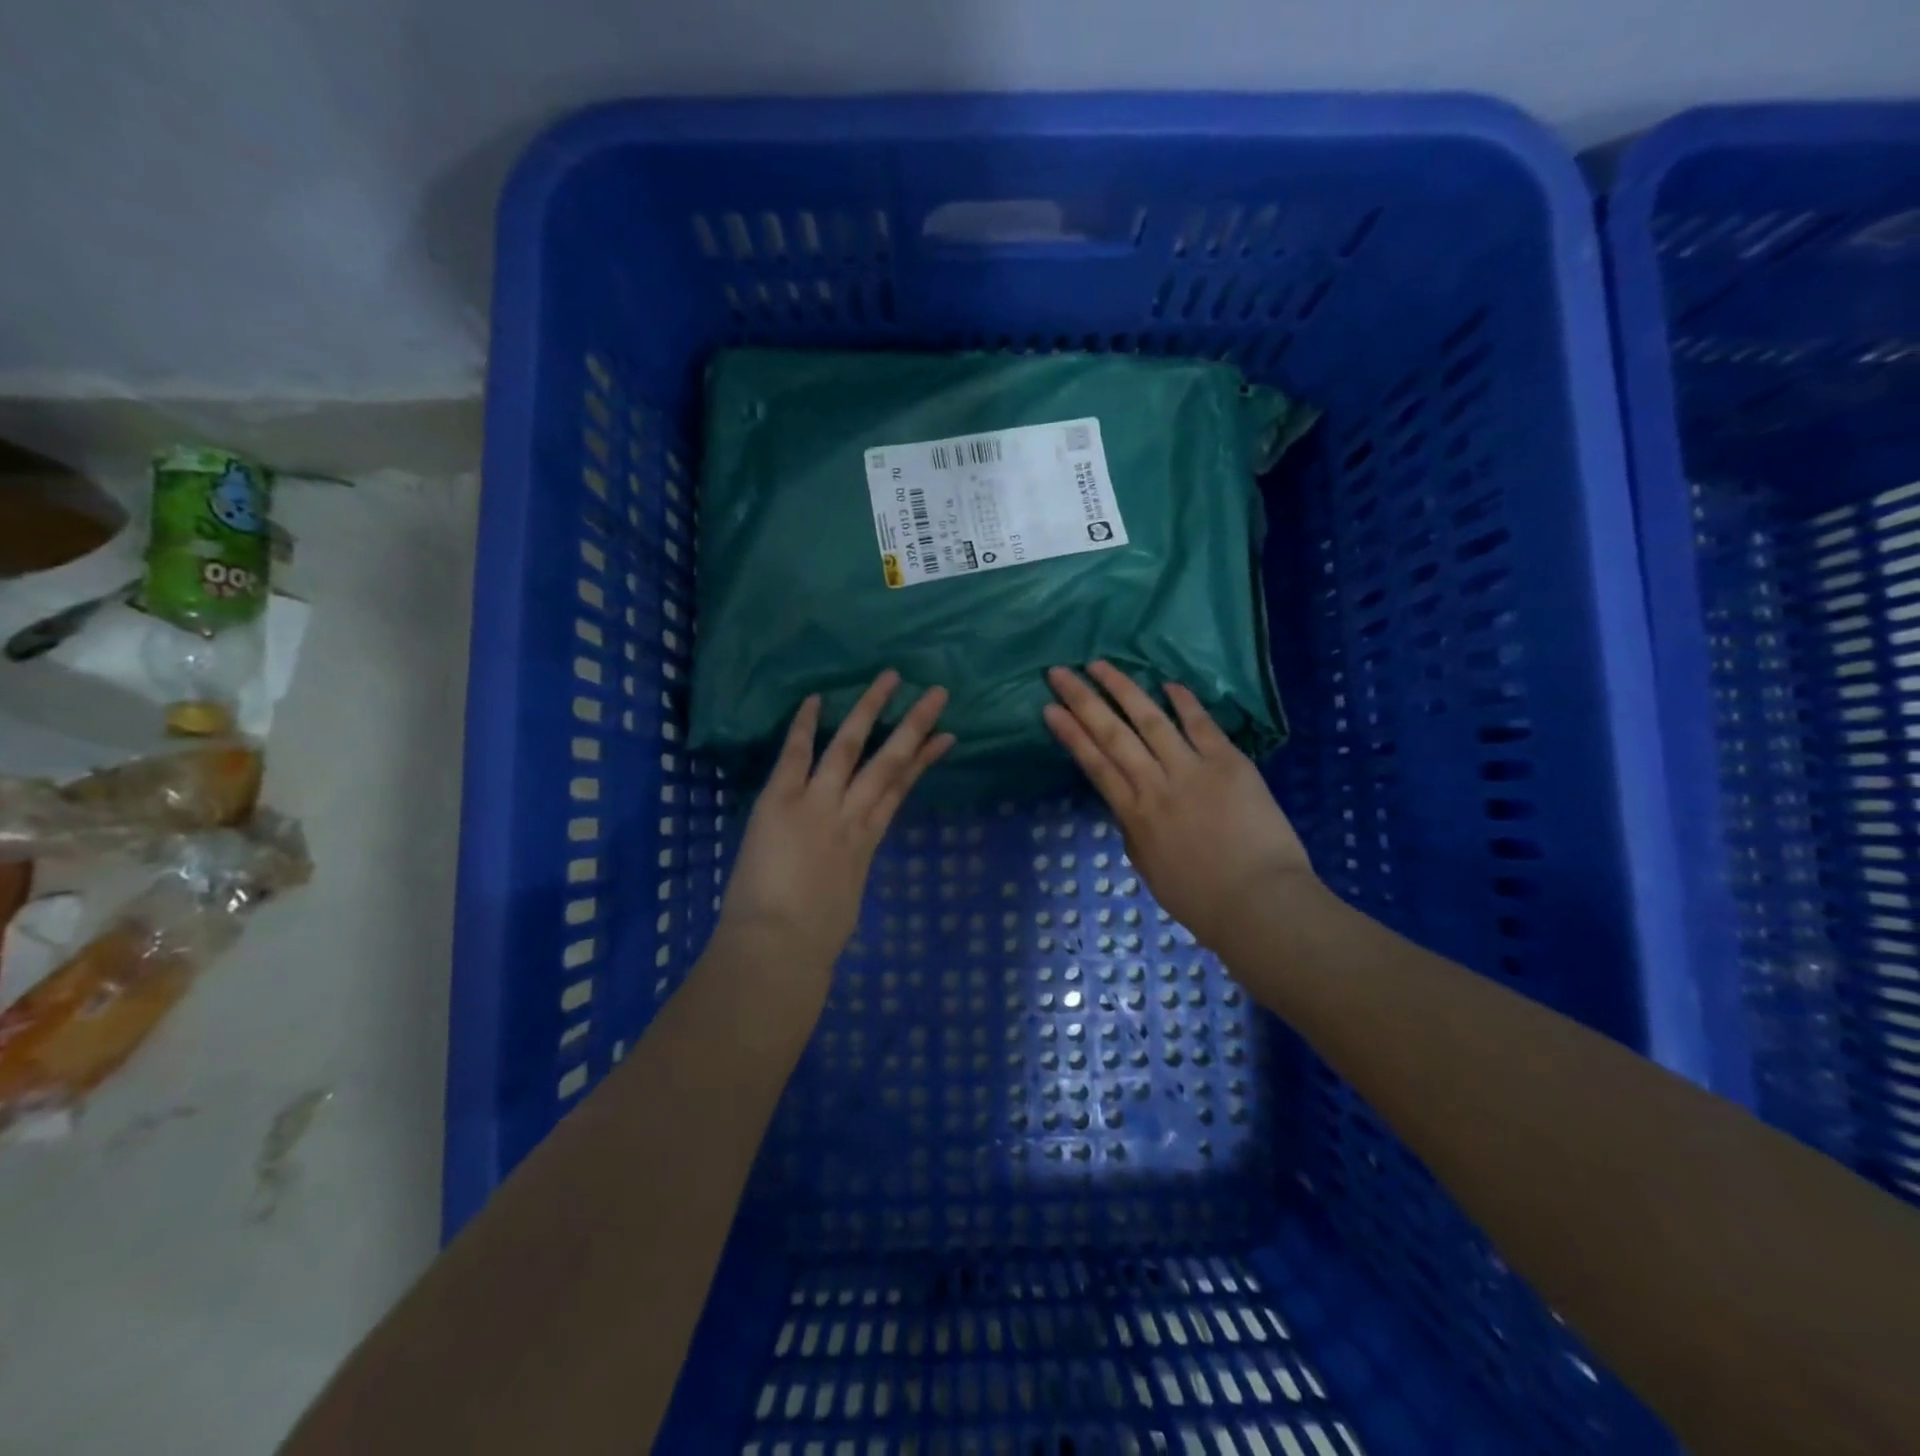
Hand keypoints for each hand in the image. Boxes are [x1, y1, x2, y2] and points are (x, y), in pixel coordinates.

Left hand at [716, 671, 953, 996]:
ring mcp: (818, 804)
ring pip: (850, 748)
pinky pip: (796, 756)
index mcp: (867, 841)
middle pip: (889, 761)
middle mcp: (851, 814)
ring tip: (889, 678)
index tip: (944, 736)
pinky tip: (815, 698)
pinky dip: (804, 726)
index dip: (924, 760)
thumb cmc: (814, 938)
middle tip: (937, 693)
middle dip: (914, 726)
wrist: (778, 948)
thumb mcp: (845, 898)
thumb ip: (846, 868)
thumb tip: (842, 859)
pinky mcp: (781, 802)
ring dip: (869, 710)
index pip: (901, 789)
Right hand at [1043, 661, 1312, 951]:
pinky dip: (1184, 703)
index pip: (1094, 764)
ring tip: (1100, 665)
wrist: (1259, 904)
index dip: (1070, 734)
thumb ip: (1134, 830)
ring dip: (1123, 690)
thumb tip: (1129, 805)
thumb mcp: (1149, 867)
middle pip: (1112, 735)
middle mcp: (1155, 785)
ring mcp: (1192, 770)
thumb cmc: (1200, 900)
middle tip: (1060, 672)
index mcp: (1134, 816)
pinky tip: (1167, 683)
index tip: (1049, 709)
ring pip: (1150, 720)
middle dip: (1083, 701)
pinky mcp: (1229, 764)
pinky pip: (1202, 726)